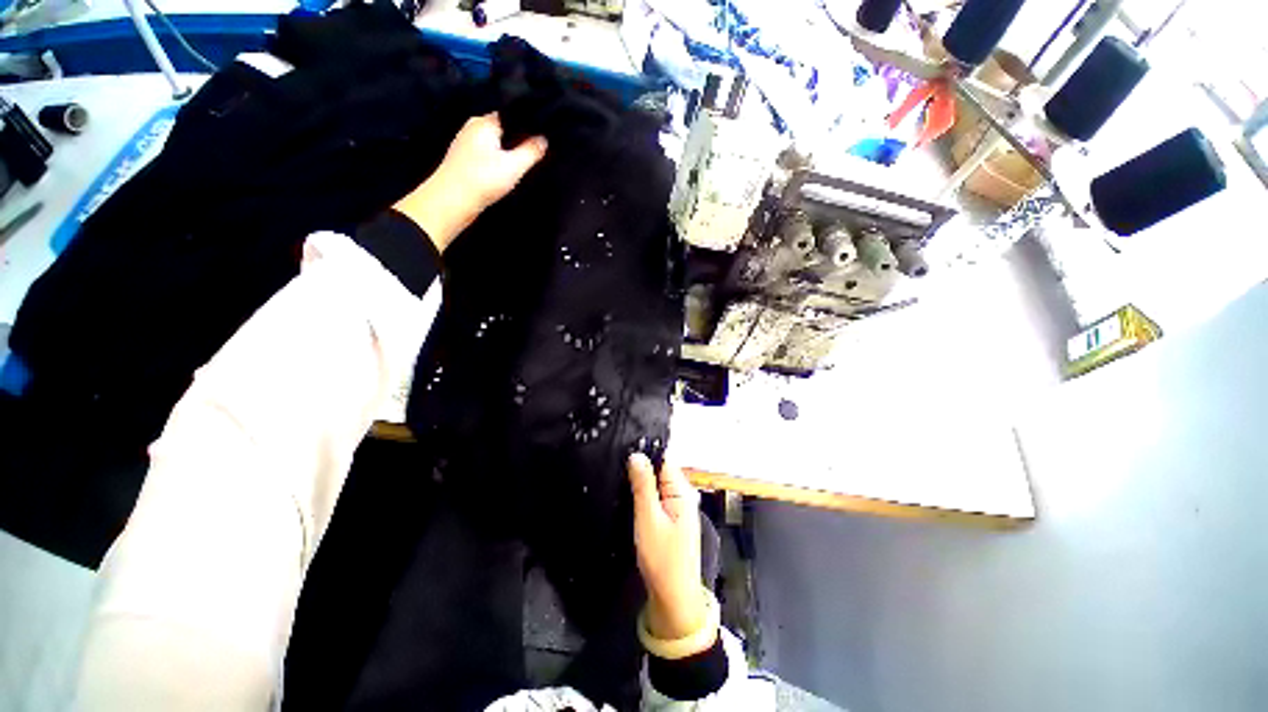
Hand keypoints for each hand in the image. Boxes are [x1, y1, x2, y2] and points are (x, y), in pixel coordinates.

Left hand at [393, 113, 547, 251]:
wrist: (452, 200)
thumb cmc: (483, 180)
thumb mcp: (514, 166)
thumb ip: (531, 151)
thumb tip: (543, 139)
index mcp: (484, 122)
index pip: (511, 115)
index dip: (527, 125)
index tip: (542, 136)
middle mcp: (473, 127)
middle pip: (502, 129)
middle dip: (517, 139)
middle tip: (534, 153)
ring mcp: (466, 142)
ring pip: (494, 142)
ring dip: (506, 152)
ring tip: (520, 163)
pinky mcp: (463, 158)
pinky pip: (486, 153)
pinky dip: (496, 160)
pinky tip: (503, 172)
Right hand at [628, 453, 711, 648]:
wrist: (673, 597)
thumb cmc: (662, 558)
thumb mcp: (648, 518)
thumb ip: (643, 485)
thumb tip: (637, 455)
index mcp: (682, 490)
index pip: (663, 459)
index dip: (644, 454)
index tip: (623, 452)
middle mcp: (684, 494)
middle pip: (660, 470)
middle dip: (641, 469)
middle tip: (618, 469)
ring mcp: (679, 507)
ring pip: (657, 484)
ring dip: (642, 483)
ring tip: (620, 480)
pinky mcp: (673, 518)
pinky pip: (658, 497)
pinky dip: (645, 495)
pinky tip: (632, 498)